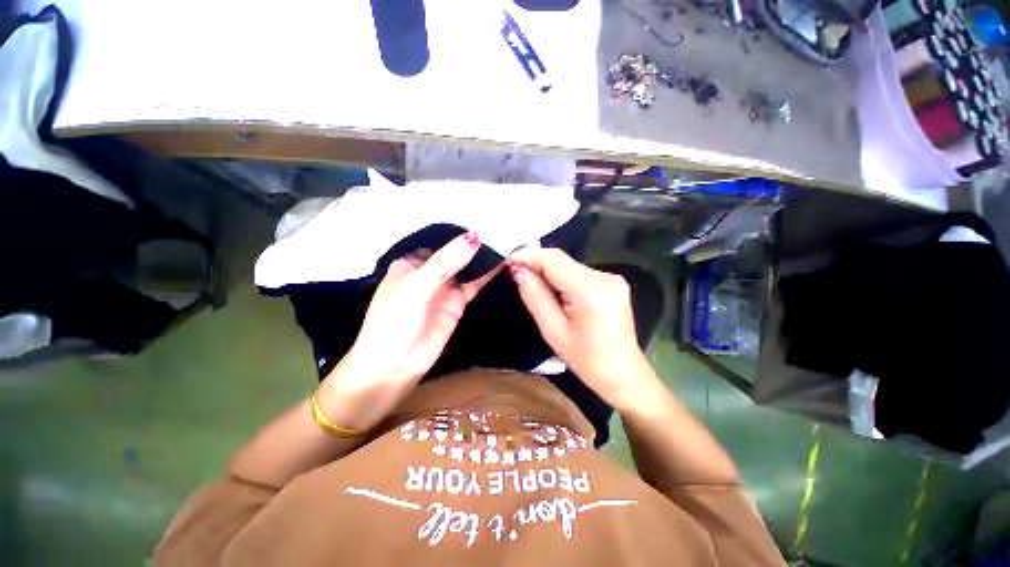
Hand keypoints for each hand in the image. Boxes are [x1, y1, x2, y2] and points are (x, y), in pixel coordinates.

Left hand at [319, 232, 496, 429]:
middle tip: (502, 224)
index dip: (458, 230)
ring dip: (482, 257)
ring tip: (507, 239)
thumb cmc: (395, 319)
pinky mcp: (457, 302)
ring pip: (467, 267)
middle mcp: (429, 271)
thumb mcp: (417, 285)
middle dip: (473, 242)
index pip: (439, 239)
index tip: (483, 215)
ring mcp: (445, 287)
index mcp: (412, 262)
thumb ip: (446, 262)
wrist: (395, 364)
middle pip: (454, 252)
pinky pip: (474, 284)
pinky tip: (502, 262)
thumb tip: (474, 237)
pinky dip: (486, 274)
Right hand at [509, 248, 657, 410]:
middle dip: (537, 264)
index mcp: (591, 290)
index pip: (554, 260)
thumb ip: (535, 297)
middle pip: (562, 260)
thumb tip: (519, 271)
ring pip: (570, 266)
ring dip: (549, 273)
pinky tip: (555, 293)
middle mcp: (605, 277)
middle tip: (516, 274)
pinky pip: (579, 274)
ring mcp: (612, 279)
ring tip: (533, 287)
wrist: (624, 375)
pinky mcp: (613, 283)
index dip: (528, 256)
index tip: (508, 261)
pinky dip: (562, 279)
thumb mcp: (553, 331)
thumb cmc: (587, 361)